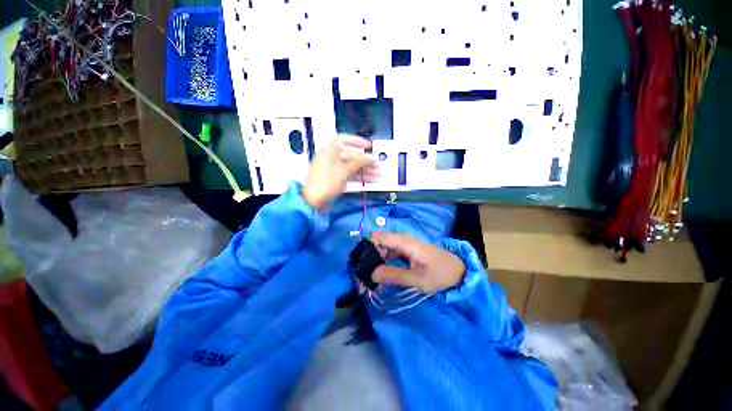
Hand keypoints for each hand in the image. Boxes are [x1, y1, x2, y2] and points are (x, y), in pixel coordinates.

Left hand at [303, 136, 379, 209]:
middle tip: (378, 166)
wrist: (313, 201)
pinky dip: (359, 177)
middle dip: (365, 161)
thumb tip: (371, 157)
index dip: (357, 141)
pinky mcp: (335, 180)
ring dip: (365, 170)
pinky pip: (349, 175)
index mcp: (329, 151)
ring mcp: (333, 170)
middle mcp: (331, 159)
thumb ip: (359, 162)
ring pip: (351, 167)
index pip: (343, 140)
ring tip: (378, 175)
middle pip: (351, 156)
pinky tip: (370, 180)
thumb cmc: (327, 182)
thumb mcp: (344, 170)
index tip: (368, 146)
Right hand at [370, 232, 465, 293]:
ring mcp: (403, 244)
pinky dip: (382, 262)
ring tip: (368, 278)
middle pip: (378, 242)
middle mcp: (402, 239)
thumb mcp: (418, 280)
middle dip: (368, 257)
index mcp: (405, 243)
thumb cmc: (440, 274)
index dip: (366, 248)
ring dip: (374, 261)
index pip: (379, 237)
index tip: (360, 264)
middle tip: (363, 277)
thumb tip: (372, 274)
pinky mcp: (404, 250)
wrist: (457, 271)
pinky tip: (379, 274)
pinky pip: (388, 252)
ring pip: (382, 248)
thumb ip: (395, 276)